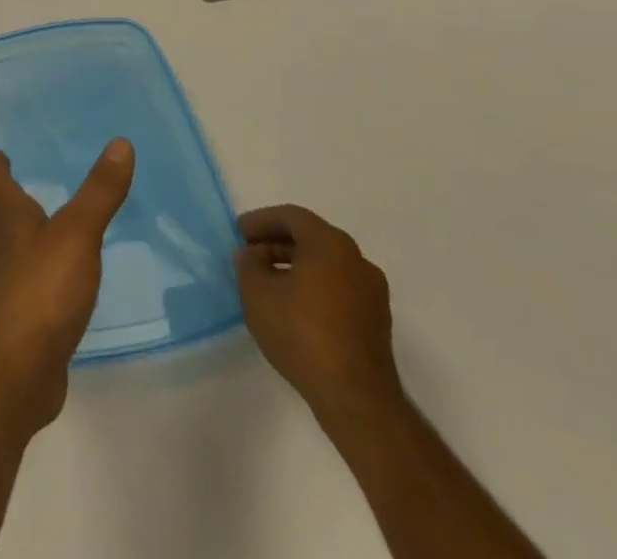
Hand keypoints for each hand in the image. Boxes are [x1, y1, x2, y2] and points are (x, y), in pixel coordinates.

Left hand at [0, 140, 134, 442]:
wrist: (20, 366)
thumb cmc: (44, 288)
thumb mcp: (79, 233)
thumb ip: (100, 192)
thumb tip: (121, 143)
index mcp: (8, 221)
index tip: (0, 157)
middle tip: (6, 195)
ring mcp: (0, 288)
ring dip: (2, 242)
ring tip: (22, 239)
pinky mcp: (11, 322)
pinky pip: (10, 289)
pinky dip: (18, 280)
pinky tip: (39, 288)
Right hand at [235, 205, 401, 417]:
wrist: (356, 398)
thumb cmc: (301, 332)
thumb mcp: (256, 291)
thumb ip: (248, 263)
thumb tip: (254, 256)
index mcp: (331, 245)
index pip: (292, 217)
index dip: (261, 220)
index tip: (239, 233)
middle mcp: (358, 261)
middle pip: (312, 238)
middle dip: (277, 242)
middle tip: (250, 253)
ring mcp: (373, 294)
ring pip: (327, 264)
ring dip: (295, 265)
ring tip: (268, 281)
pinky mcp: (377, 322)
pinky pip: (339, 287)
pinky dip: (314, 285)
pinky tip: (293, 305)